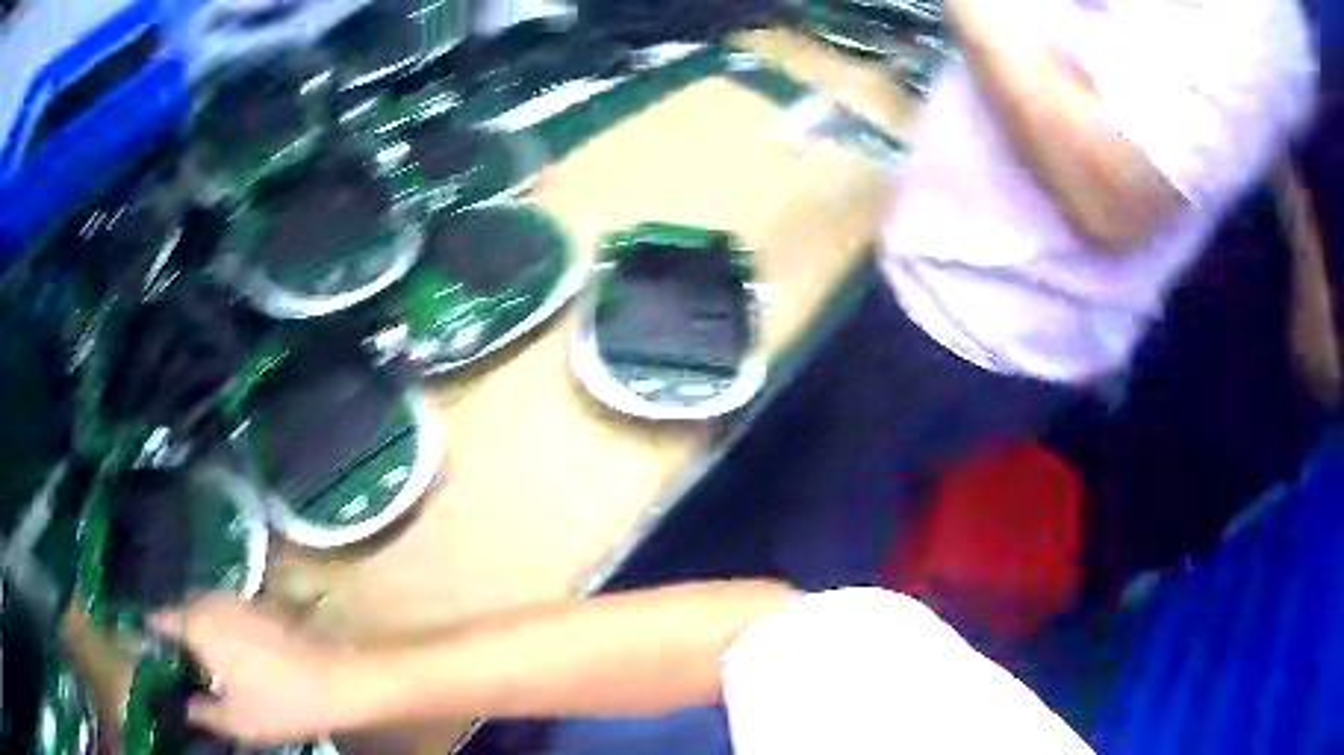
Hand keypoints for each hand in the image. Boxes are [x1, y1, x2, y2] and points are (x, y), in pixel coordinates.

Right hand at [151, 594, 349, 745]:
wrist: (336, 680)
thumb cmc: (280, 704)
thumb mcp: (237, 722)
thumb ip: (204, 713)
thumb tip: (185, 707)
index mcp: (198, 626)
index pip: (163, 619)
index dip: (153, 630)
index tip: (147, 642)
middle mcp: (213, 603)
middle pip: (184, 608)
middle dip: (177, 627)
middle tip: (176, 654)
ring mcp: (240, 600)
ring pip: (207, 606)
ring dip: (200, 623)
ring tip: (203, 654)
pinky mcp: (263, 606)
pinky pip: (230, 609)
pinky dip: (222, 623)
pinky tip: (232, 648)